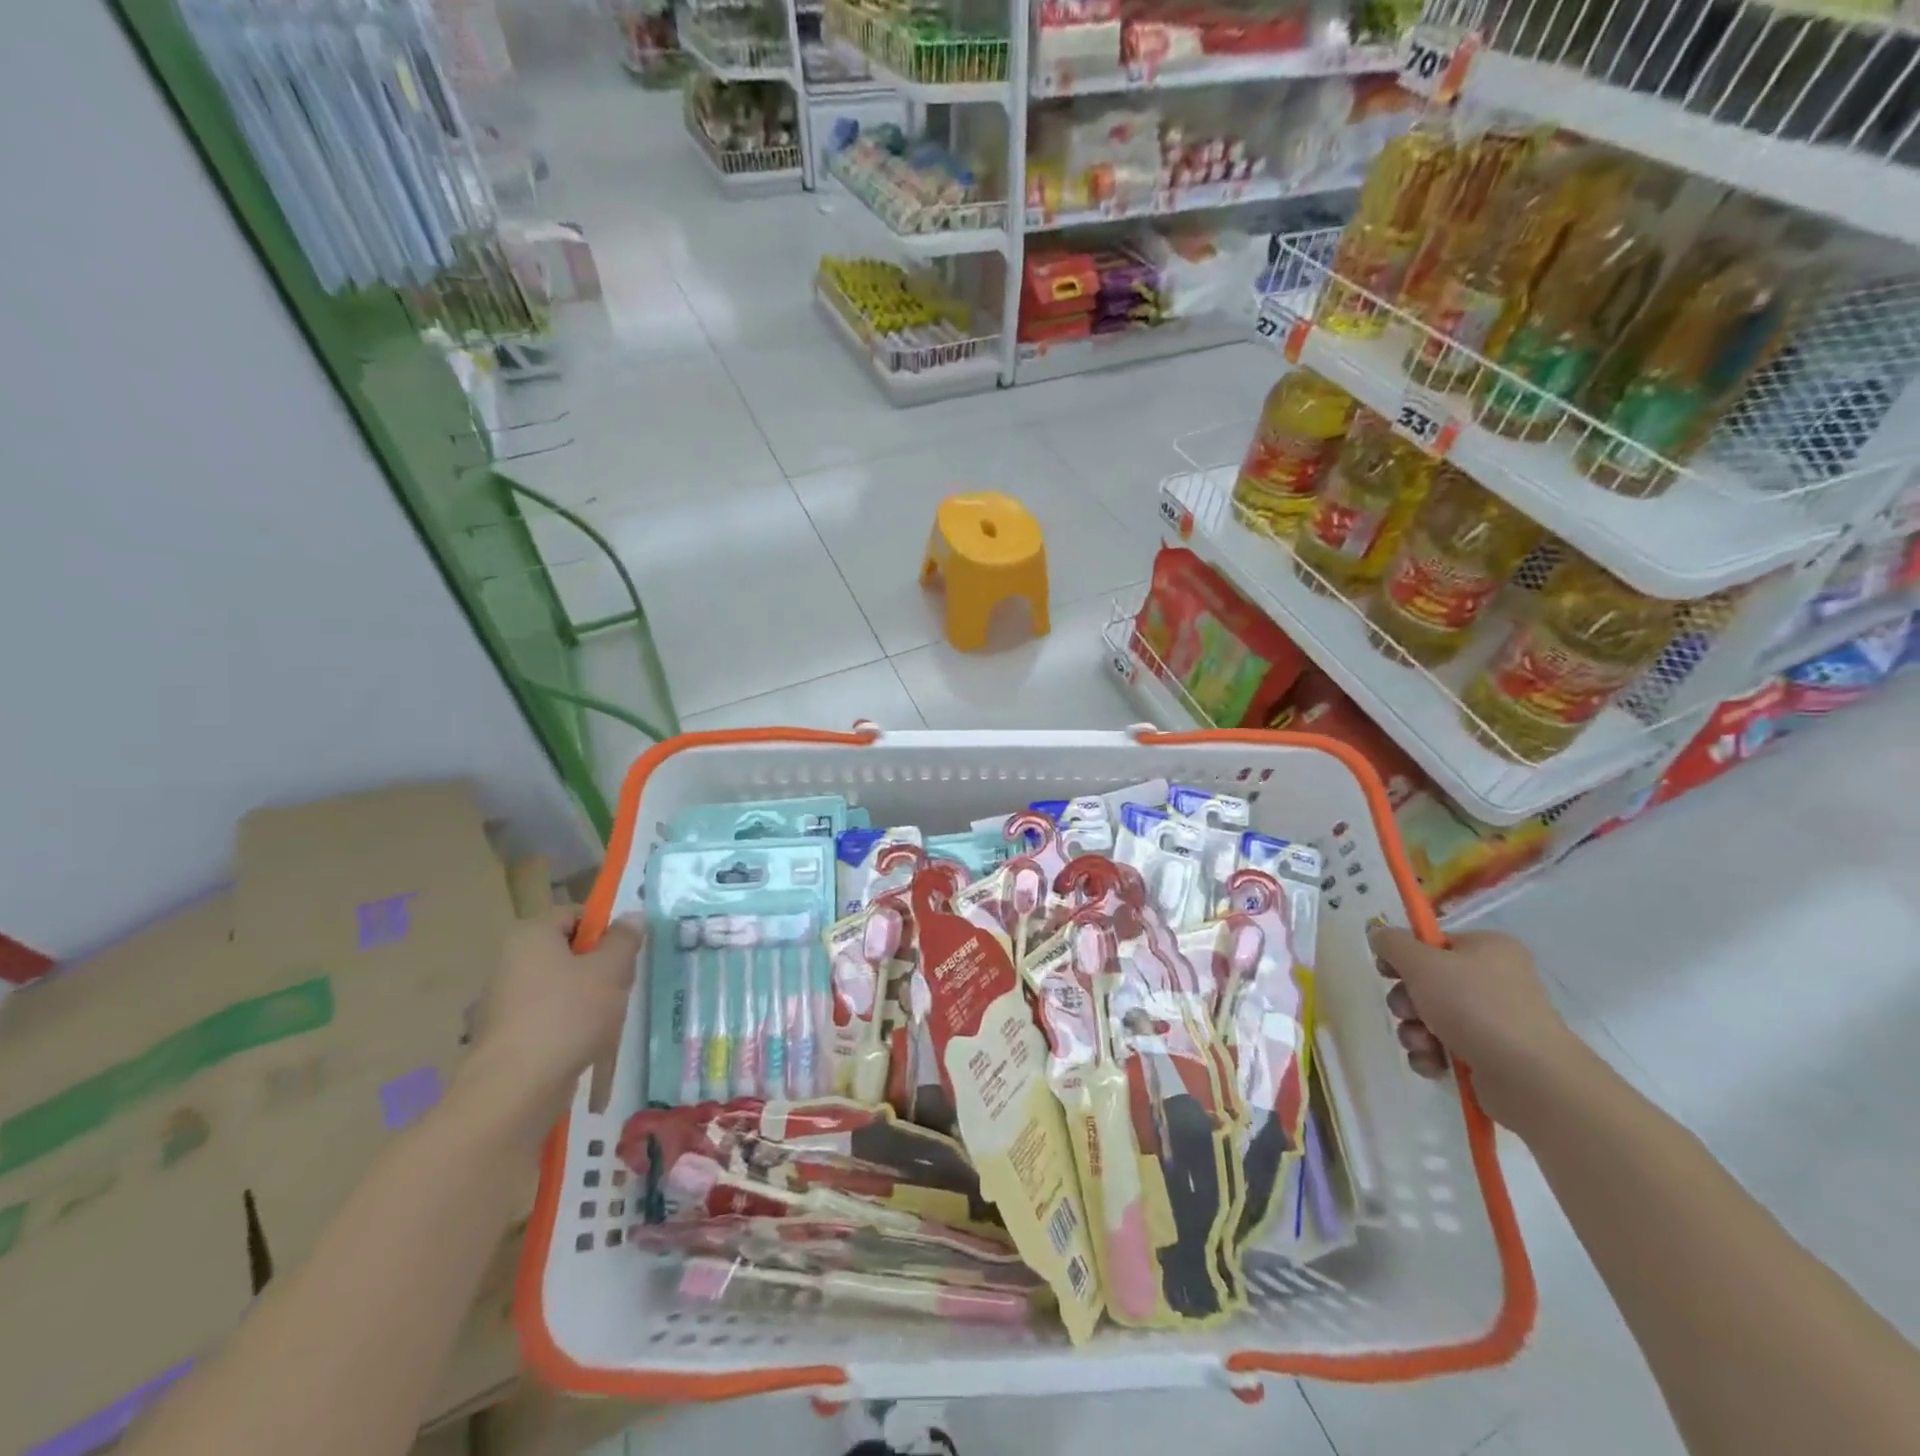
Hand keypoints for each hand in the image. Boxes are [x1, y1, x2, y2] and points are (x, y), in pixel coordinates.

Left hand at [455, 911, 642, 1152]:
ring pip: (559, 990)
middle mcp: (508, 963)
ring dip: (586, 1002)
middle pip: (567, 954)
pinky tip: (585, 1048)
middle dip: (598, 969)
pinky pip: (546, 1021)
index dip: (604, 930)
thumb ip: (624, 939)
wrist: (516, 1089)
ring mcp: (501, 1003)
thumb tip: (631, 918)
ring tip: (607, 1023)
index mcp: (529, 936)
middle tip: (621, 987)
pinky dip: (567, 1030)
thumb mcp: (612, 969)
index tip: (626, 953)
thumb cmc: (568, 1014)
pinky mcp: (503, 1038)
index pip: (574, 916)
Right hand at [1367, 925, 1583, 1132]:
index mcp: (1488, 948)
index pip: (1432, 943)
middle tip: (1409, 1011)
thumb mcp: (1422, 963)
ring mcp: (1494, 1020)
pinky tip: (1434, 1063)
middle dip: (1407, 1000)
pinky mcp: (1490, 1056)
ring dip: (1414, 1030)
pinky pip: (1444, 1047)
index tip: (1387, 970)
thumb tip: (1377, 932)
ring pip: (1430, 1017)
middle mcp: (1494, 980)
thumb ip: (1392, 943)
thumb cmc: (1475, 1006)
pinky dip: (1431, 1055)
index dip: (1404, 956)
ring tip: (1423, 1043)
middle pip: (1427, 982)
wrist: (1530, 1078)